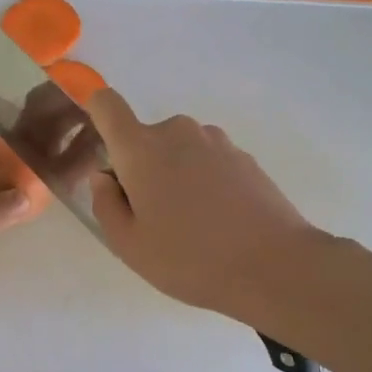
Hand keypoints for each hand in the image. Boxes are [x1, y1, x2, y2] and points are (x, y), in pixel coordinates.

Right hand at [85, 89, 320, 323]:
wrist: (275, 266)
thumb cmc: (190, 258)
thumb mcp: (129, 245)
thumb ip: (105, 204)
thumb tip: (104, 177)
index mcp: (141, 148)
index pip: (106, 104)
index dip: (96, 112)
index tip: (100, 145)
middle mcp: (177, 132)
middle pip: (144, 138)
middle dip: (140, 168)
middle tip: (152, 217)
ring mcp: (216, 141)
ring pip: (178, 151)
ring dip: (175, 176)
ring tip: (191, 225)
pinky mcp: (245, 157)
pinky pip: (208, 162)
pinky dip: (204, 183)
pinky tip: (219, 222)